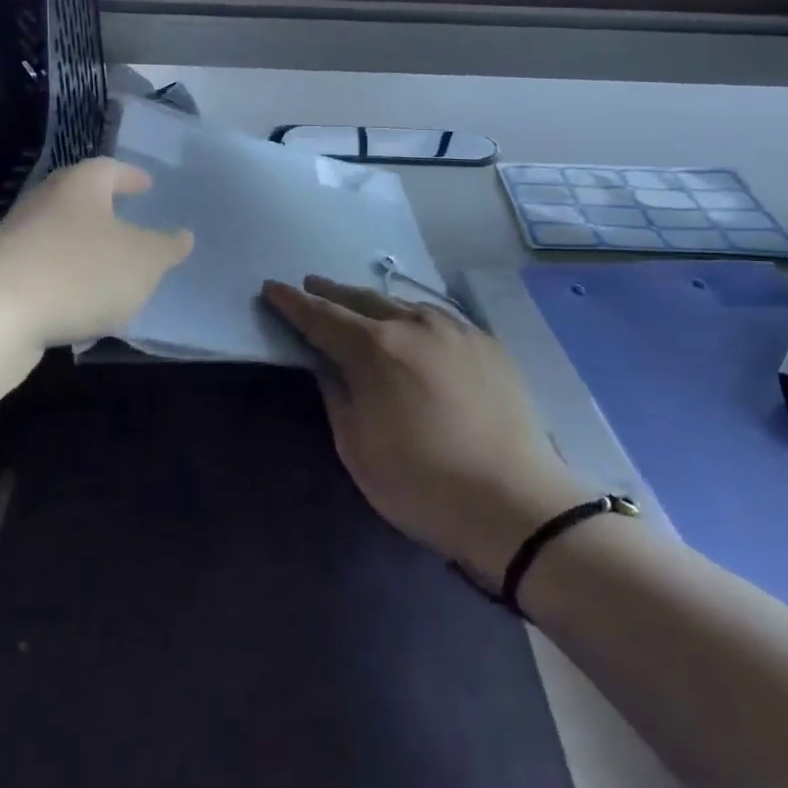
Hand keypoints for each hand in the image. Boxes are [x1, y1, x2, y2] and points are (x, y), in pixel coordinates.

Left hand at [0, 158, 192, 348]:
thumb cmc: (81, 273)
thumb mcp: (143, 261)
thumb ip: (166, 247)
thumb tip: (182, 236)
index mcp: (80, 185)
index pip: (110, 168)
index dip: (132, 176)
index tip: (148, 186)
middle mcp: (44, 200)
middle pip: (80, 197)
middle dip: (106, 209)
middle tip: (130, 219)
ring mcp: (16, 236)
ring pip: (60, 232)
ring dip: (85, 245)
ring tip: (111, 266)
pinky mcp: (0, 273)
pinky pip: (44, 266)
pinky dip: (66, 275)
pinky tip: (81, 300)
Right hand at [263, 276, 586, 586]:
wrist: (514, 500)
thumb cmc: (422, 483)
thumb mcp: (358, 449)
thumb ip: (338, 397)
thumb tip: (328, 368)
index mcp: (374, 349)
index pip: (322, 317)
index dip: (293, 303)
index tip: (273, 287)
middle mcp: (413, 325)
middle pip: (362, 300)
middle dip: (332, 293)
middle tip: (311, 287)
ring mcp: (456, 330)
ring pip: (404, 303)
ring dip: (374, 302)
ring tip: (359, 305)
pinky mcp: (487, 344)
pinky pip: (440, 318)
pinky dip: (415, 317)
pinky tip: (415, 327)